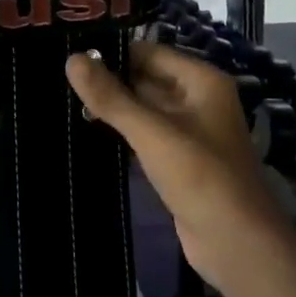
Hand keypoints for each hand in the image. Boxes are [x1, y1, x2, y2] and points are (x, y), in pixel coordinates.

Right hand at [66, 42, 295, 290]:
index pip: (149, 53)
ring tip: (64, 102)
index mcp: (201, 82)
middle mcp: (198, 100)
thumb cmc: (201, 178)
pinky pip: (146, 137)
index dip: (112, 53)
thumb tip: (72, 59)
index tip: (69, 56)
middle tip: (59, 81)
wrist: (237, 243)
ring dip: (113, 109)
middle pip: (146, 79)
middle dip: (108, 81)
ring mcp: (189, 133)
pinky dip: (122, 134)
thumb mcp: (152, 133)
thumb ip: (111, 97)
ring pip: (144, 110)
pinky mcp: (179, 161)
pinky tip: (88, 133)